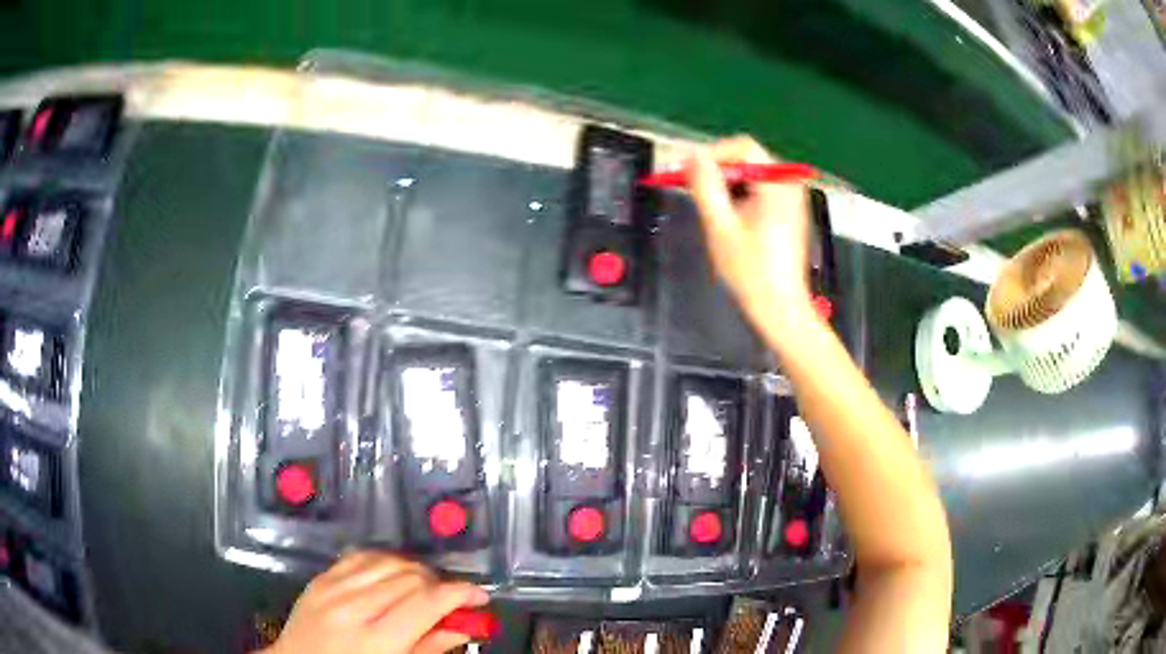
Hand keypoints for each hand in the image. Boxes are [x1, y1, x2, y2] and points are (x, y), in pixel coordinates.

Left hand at [263, 552, 488, 653]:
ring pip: (388, 561)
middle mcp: (353, 607)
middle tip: (452, 601)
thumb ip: (430, 647)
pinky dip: (385, 561)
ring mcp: (332, 588)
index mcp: (376, 639)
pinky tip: (393, 574)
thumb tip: (465, 626)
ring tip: (424, 588)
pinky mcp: (320, 578)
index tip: (478, 596)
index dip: (460, 593)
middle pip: (410, 577)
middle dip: (440, 584)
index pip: (427, 602)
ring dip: (415, 570)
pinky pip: (360, 556)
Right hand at [686, 136, 815, 338]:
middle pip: (749, 159)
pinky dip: (741, 196)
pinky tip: (730, 218)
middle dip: (719, 170)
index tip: (689, 173)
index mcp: (777, 184)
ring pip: (753, 175)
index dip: (713, 154)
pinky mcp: (790, 212)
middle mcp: (789, 185)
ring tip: (710, 208)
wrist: (780, 307)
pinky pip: (761, 190)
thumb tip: (692, 155)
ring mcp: (792, 199)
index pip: (743, 147)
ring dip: (728, 184)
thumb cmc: (750, 271)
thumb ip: (705, 186)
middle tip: (694, 190)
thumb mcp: (720, 226)